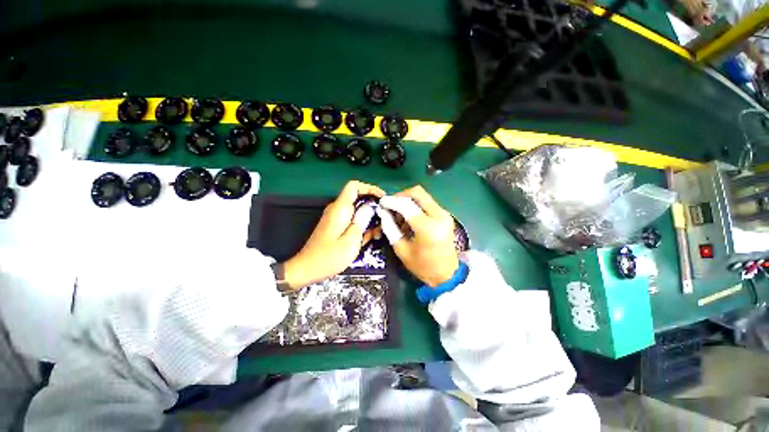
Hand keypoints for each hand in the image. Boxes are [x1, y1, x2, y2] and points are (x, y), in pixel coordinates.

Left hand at [282, 181, 383, 290]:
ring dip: (369, 217)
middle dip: (373, 205)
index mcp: (340, 209)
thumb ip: (362, 222)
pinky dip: (362, 224)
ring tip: (379, 231)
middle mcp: (337, 209)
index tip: (382, 199)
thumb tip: (370, 209)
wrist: (307, 268)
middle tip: (384, 218)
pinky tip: (369, 236)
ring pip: (356, 209)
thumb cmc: (329, 257)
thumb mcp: (351, 241)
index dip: (370, 188)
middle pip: (357, 197)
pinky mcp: (335, 225)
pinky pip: (351, 218)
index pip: (354, 186)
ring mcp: (335, 217)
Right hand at [377, 185, 458, 286]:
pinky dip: (415, 206)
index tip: (381, 203)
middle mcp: (439, 216)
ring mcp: (444, 214)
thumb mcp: (401, 250)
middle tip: (390, 206)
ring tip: (399, 216)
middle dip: (400, 196)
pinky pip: (427, 203)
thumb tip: (382, 211)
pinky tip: (409, 219)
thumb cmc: (423, 266)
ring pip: (422, 196)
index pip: (407, 205)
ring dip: (407, 201)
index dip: (391, 201)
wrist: (447, 274)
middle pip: (417, 193)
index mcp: (428, 228)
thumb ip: (390, 228)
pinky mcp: (445, 215)